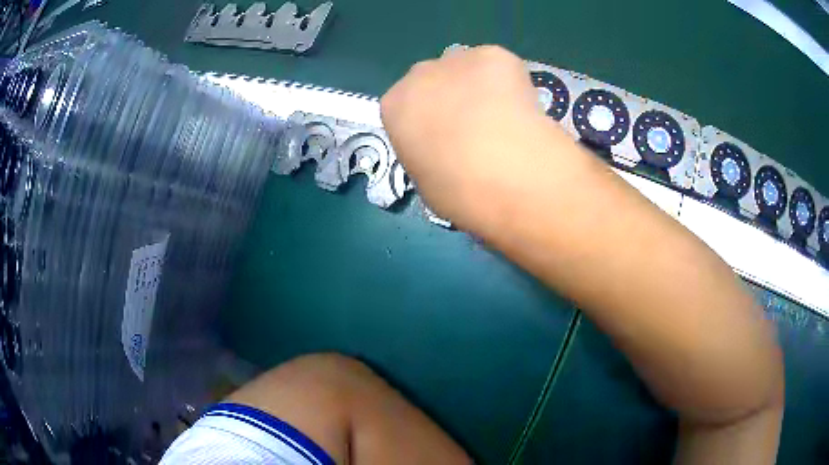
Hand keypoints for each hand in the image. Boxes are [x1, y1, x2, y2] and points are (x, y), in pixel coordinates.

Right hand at [381, 45, 551, 231]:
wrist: (503, 171)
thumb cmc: (457, 190)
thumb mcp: (426, 181)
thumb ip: (427, 153)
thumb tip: (444, 151)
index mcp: (394, 106)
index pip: (406, 107)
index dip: (428, 124)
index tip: (447, 143)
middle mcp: (418, 74)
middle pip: (433, 80)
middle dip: (451, 98)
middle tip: (477, 129)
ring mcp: (457, 60)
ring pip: (467, 69)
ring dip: (478, 86)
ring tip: (504, 117)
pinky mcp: (494, 55)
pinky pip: (499, 66)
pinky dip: (509, 82)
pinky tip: (521, 106)